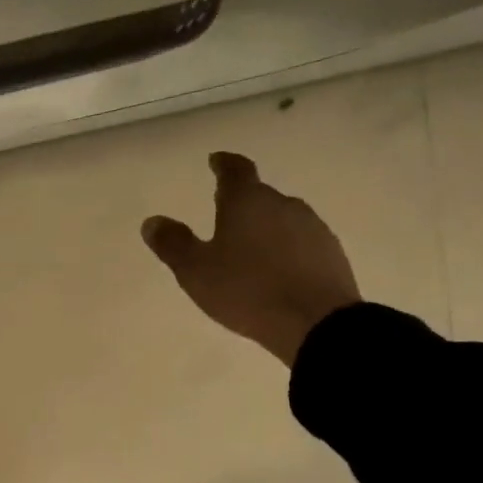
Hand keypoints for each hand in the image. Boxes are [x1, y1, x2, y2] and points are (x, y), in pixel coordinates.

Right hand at [142, 152, 361, 366]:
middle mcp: (283, 204)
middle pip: (260, 195)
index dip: (223, 164)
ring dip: (264, 228)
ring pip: (282, 219)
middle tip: (223, 215)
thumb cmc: (247, 290)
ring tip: (249, 249)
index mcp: (247, 201)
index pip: (235, 170)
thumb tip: (152, 222)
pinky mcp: (331, 254)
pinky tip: (276, 271)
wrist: (316, 322)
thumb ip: (173, 244)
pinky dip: (285, 250)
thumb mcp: (196, 271)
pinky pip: (300, 243)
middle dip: (242, 203)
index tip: (216, 161)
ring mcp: (312, 228)